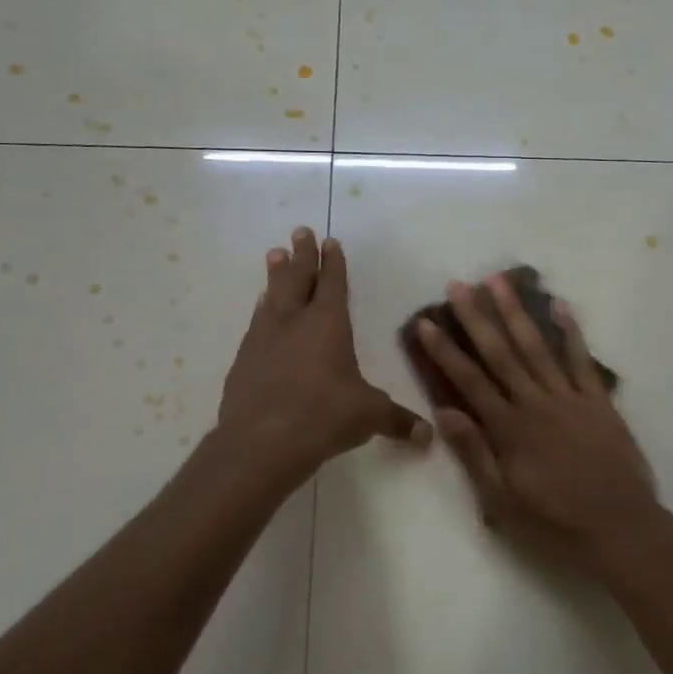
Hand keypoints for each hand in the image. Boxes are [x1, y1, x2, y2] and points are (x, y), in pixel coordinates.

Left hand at [218, 227, 431, 477]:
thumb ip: (398, 421)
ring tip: (275, 255)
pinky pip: (256, 323)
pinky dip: (262, 310)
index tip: (330, 241)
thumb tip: (428, 436)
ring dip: (276, 275)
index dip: (334, 262)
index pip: (333, 283)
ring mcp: (264, 338)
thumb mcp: (368, 416)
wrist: (261, 442)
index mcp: (328, 324)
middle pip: (298, 278)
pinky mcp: (244, 360)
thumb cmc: (324, 416)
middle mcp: (294, 321)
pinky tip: (260, 308)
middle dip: (302, 254)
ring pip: (272, 296)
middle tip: (299, 231)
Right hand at [416, 274, 660, 571]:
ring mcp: (570, 398)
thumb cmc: (555, 522)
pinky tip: (559, 305)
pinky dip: (571, 331)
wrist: (621, 529)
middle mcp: (536, 403)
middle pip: (501, 353)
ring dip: (516, 312)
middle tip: (459, 284)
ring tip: (499, 281)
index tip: (426, 321)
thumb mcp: (503, 502)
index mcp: (509, 428)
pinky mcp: (598, 401)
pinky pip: (581, 360)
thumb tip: (444, 411)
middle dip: (477, 317)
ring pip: (537, 347)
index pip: (469, 380)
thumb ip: (474, 453)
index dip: (445, 350)